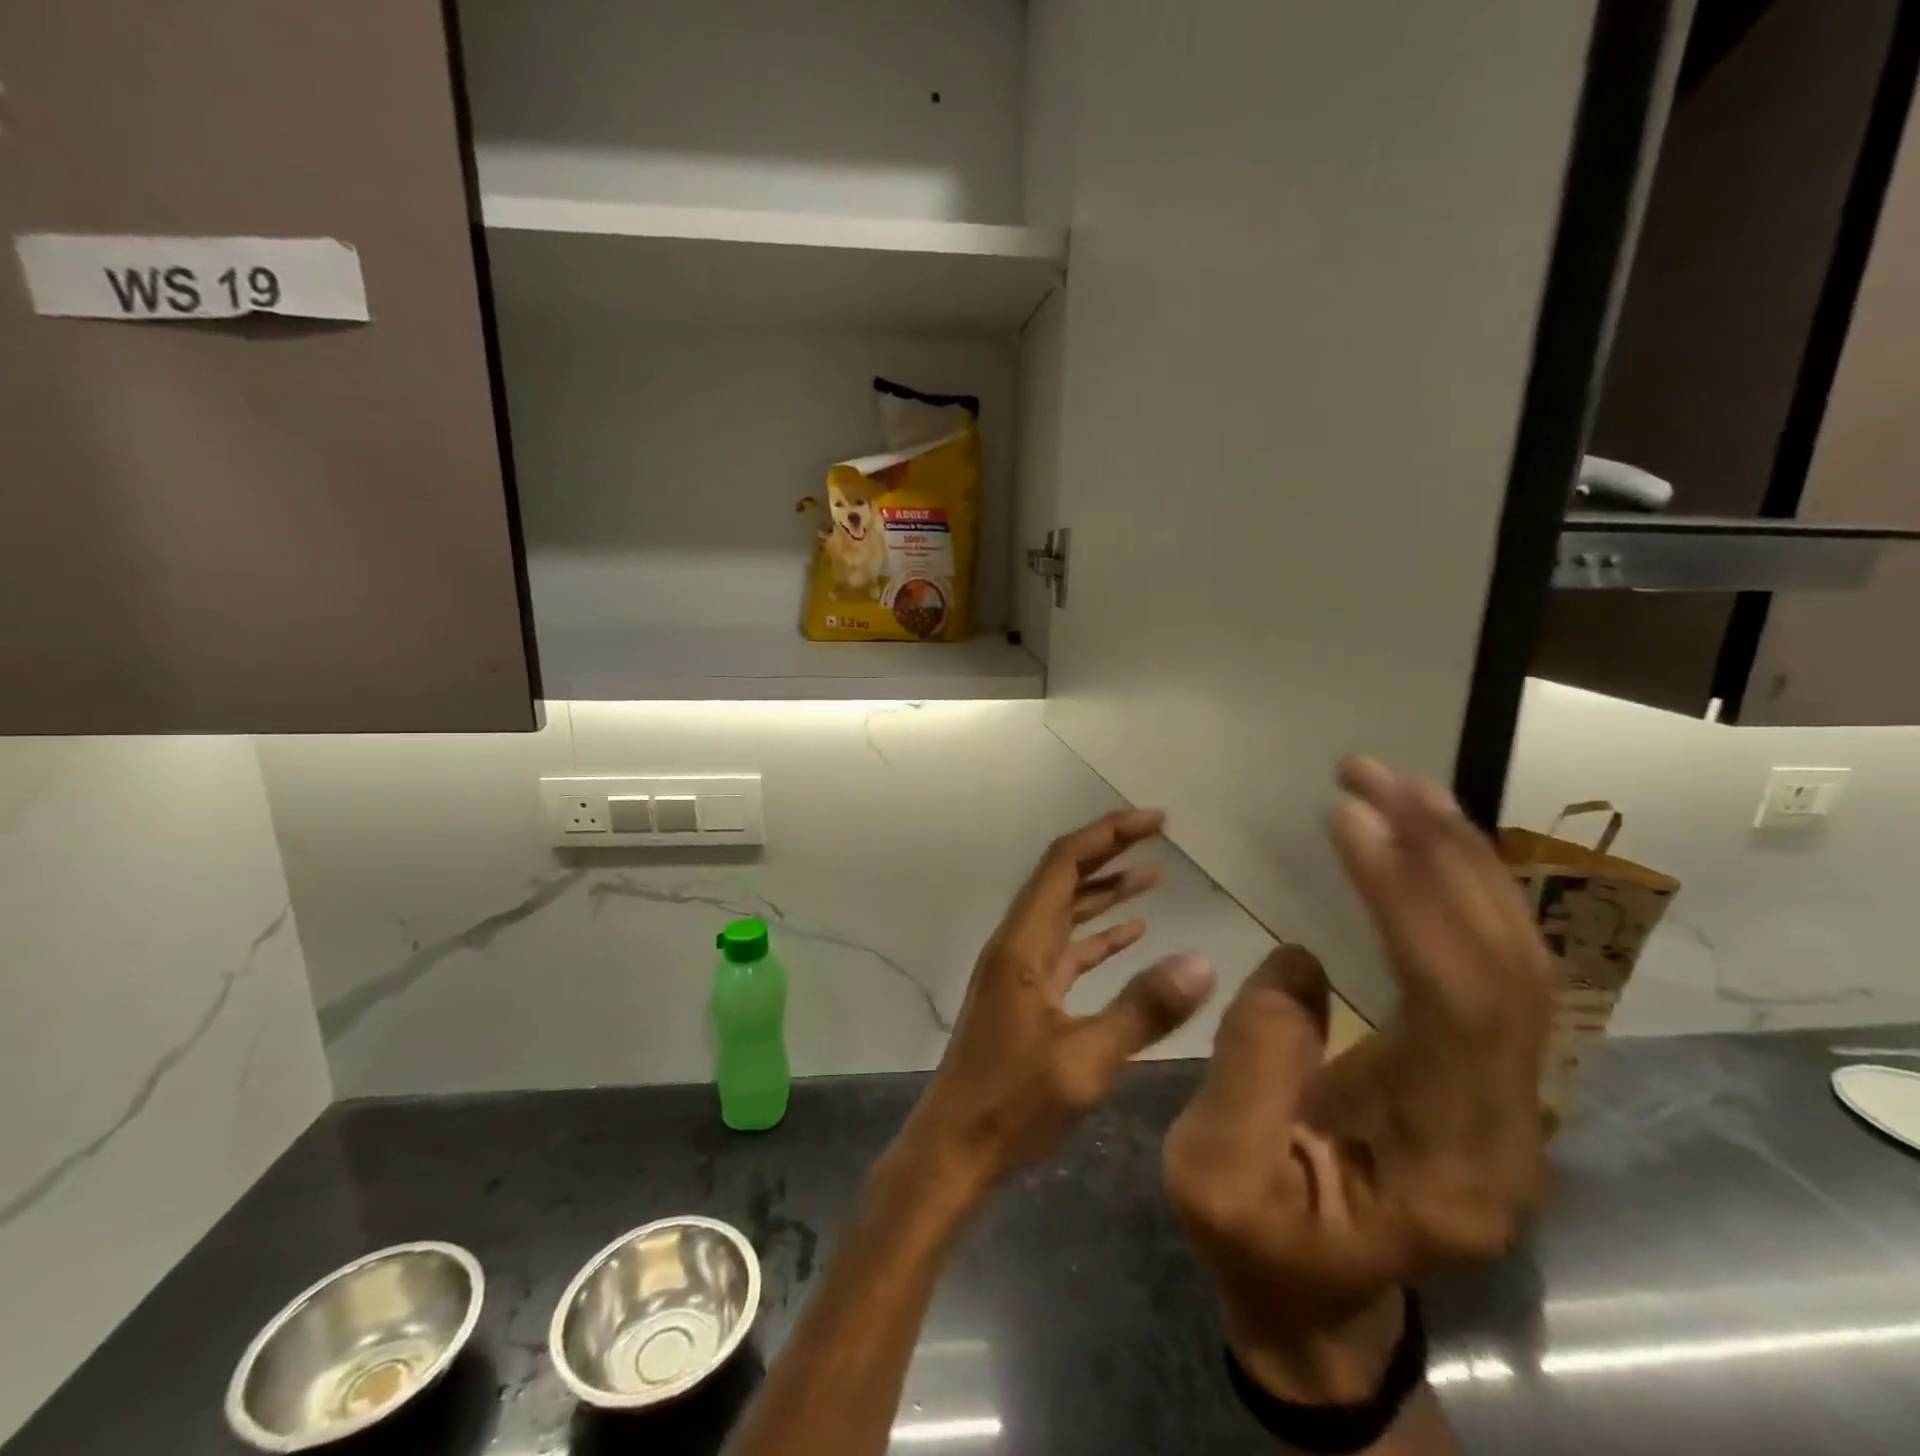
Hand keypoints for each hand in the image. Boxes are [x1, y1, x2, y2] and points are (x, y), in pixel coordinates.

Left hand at [887, 810, 1217, 1204]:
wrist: (954, 1148)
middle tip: (1158, 835)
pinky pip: (1066, 948)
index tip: (1155, 821)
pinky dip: (1098, 935)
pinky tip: (1132, 934)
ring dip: (1105, 891)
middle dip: (1109, 852)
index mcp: (1023, 944)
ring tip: (1154, 875)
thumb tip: (1204, 963)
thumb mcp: (1086, 1061)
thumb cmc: (1013, 1105)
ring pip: (1065, 912)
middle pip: (1063, 878)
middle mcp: (1017, 944)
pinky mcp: (1026, 995)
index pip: (1064, 864)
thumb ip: (1144, 1011)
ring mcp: (1020, 969)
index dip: (1109, 835)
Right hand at [1163, 759, 1551, 1403]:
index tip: (1348, 816)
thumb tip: (1300, 960)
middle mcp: (1508, 1131)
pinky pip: (1488, 968)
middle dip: (1444, 857)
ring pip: (1514, 961)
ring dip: (1460, 861)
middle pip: (1508, 971)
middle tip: (1375, 776)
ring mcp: (1506, 1101)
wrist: (1314, 1300)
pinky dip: (1457, 892)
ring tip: (1399, 786)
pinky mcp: (1481, 1074)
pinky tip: (1419, 841)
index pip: (1455, 1008)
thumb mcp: (1214, 1173)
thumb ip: (1253, 1069)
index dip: (1408, 901)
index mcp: (1448, 1169)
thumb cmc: (1254, 1244)